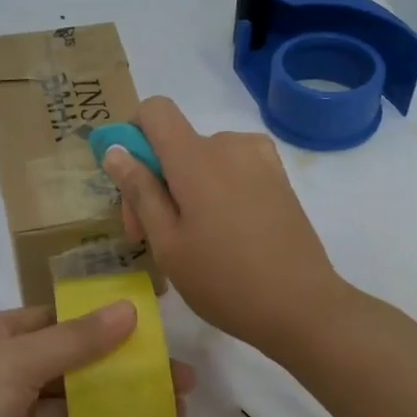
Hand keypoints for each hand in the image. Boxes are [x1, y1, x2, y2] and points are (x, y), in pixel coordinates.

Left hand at [0, 304, 193, 416]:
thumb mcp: (13, 363)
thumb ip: (74, 341)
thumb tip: (129, 308)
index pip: (59, 321)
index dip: (106, 324)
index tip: (155, 330)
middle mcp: (1, 372)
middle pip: (72, 366)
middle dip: (122, 371)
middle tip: (181, 378)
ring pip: (72, 408)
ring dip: (117, 408)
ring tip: (174, 411)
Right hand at [103, 95, 347, 356]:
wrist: (302, 306)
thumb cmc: (223, 279)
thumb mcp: (167, 242)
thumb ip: (140, 191)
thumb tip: (115, 150)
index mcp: (195, 157)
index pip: (155, 110)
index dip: (134, 134)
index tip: (131, 180)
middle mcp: (228, 144)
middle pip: (176, 142)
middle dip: (155, 179)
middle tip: (148, 235)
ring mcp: (259, 159)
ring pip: (203, 158)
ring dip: (186, 187)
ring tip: (189, 238)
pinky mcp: (278, 177)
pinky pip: (231, 168)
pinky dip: (216, 188)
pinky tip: (222, 232)